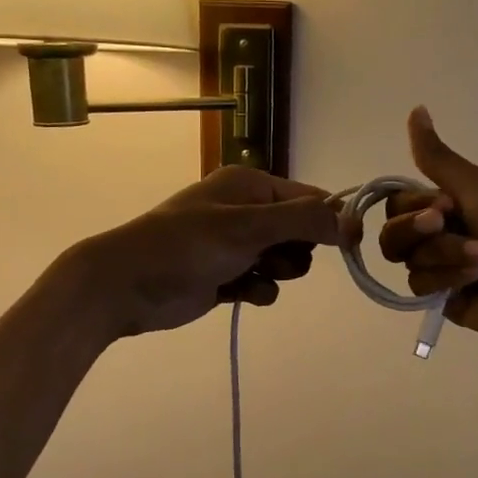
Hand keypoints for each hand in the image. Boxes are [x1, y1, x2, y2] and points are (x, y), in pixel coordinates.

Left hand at [70, 165, 340, 338]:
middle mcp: (245, 210)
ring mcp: (234, 245)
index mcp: (250, 185)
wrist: (125, 285)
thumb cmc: (187, 246)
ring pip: (284, 261)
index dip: (329, 220)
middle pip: (300, 232)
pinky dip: (257, 290)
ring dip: (277, 273)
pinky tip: (239, 293)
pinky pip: (262, 283)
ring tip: (252, 274)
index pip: (308, 198)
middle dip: (295, 250)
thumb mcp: (248, 227)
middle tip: (273, 258)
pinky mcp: (225, 276)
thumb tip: (351, 221)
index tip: (348, 244)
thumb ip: (302, 221)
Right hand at [378, 107, 477, 351]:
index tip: (445, 205)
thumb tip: (416, 109)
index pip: (400, 203)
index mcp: (452, 204)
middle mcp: (443, 236)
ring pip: (409, 261)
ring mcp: (444, 271)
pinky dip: (448, 279)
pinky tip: (477, 280)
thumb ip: (439, 158)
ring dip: (445, 255)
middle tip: (448, 225)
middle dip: (419, 230)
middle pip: (394, 234)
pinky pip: (421, 288)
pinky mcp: (446, 302)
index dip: (412, 206)